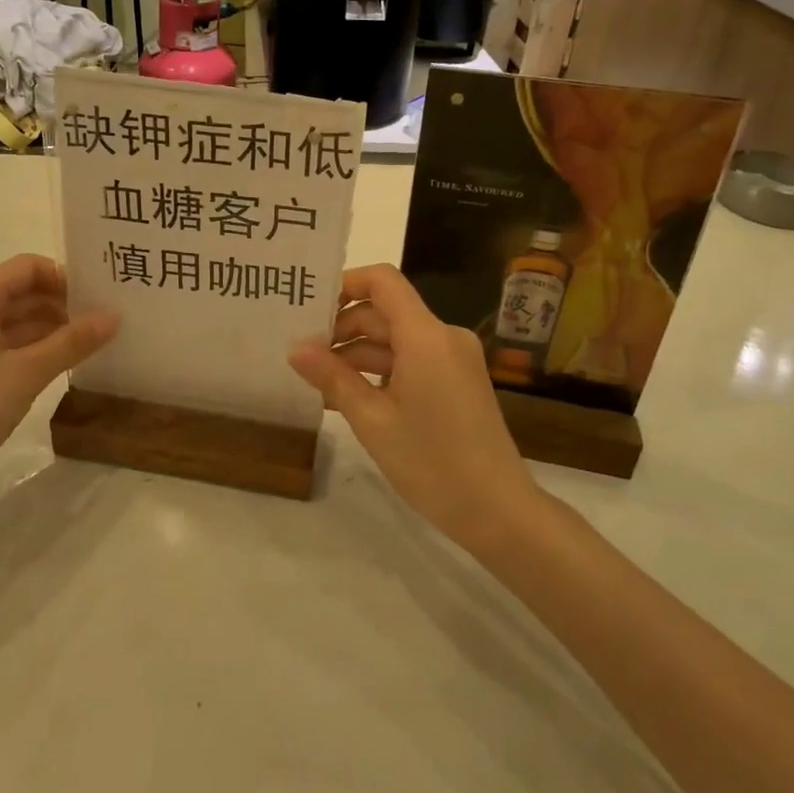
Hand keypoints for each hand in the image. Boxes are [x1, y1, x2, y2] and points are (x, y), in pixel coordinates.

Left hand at [0, 254, 117, 498]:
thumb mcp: (26, 374)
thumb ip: (72, 342)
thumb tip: (114, 316)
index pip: (26, 267)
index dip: (63, 276)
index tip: (95, 298)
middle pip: (20, 292)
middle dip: (61, 303)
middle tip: (101, 321)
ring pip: (13, 320)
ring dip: (49, 327)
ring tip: (88, 344)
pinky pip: (3, 344)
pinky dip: (32, 348)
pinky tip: (59, 364)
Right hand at [289, 264, 537, 551]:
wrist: (498, 511)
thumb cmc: (431, 462)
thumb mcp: (372, 420)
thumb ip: (332, 377)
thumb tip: (295, 348)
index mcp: (426, 335)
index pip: (382, 281)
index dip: (345, 284)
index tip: (310, 308)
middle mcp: (444, 336)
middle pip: (385, 312)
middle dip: (343, 328)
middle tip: (303, 353)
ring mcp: (454, 359)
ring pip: (396, 339)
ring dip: (358, 354)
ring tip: (317, 380)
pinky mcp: (458, 381)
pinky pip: (412, 360)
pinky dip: (381, 371)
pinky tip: (349, 395)